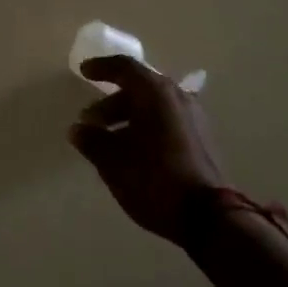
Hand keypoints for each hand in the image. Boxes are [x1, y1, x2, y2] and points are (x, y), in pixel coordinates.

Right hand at [69, 56, 227, 243]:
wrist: (209, 218)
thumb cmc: (155, 179)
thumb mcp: (113, 162)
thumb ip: (92, 141)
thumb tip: (78, 129)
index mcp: (155, 93)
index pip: (124, 67)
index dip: (101, 67)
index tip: (84, 72)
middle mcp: (177, 97)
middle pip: (139, 88)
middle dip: (111, 102)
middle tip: (90, 121)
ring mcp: (194, 118)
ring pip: (153, 106)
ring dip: (127, 117)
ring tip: (108, 141)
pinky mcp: (201, 140)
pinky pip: (166, 121)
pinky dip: (145, 127)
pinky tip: (132, 152)